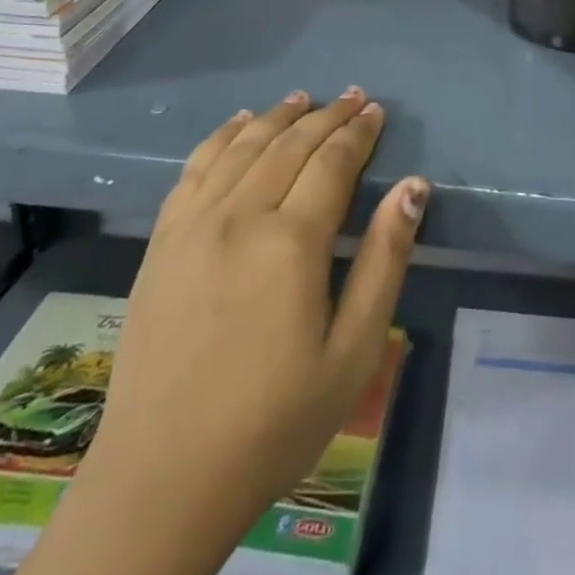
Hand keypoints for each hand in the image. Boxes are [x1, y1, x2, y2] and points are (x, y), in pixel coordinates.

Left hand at [0, 90, 428, 574]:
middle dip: (327, 116)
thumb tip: (413, 186)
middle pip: (290, 145)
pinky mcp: (161, 241)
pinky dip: (221, 137)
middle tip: (353, 97)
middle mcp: (240, 216)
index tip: (376, 111)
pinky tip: (238, 124)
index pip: (333, 162)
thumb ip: (384, 260)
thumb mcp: (353, 351)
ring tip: (303, 99)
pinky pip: (195, 168)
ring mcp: (193, 225)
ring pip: (243, 147)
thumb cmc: (275, 421)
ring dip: (277, 117)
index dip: (358, 133)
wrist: (163, 476)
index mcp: (291, 241)